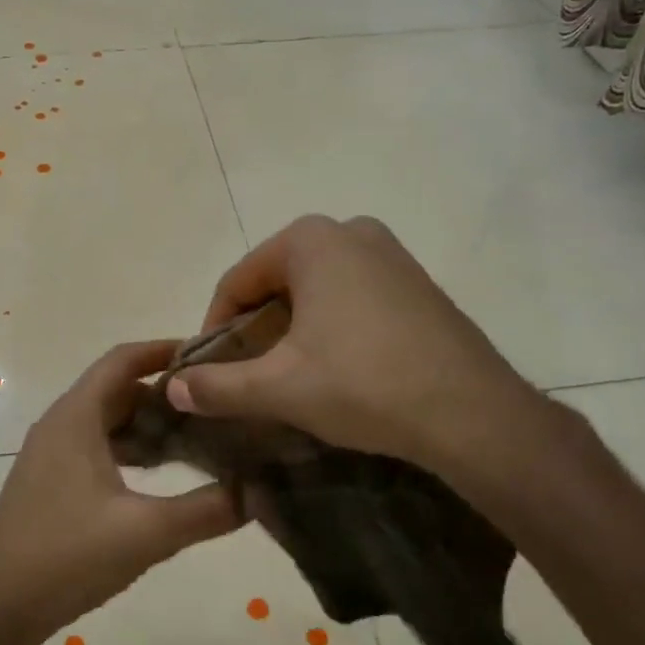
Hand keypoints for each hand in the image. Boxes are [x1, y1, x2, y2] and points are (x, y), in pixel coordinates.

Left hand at [0, 341, 244, 642]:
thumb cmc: (67, 557)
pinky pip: (94, 447)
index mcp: (76, 418)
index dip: (164, 350)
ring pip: (106, 421)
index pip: (122, 360)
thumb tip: (258, 492)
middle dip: (164, 394)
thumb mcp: (147, 533)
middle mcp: (59, 425)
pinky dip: (127, 450)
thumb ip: (207, 510)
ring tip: (195, 439)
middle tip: (213, 406)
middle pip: (117, 389)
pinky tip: (157, 477)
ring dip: (146, 424)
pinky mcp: (48, 482)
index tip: (208, 356)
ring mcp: (50, 455)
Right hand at [168, 216, 559, 490]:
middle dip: (256, 329)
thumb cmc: (363, 385)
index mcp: (311, 241)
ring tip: (290, 377)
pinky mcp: (417, 284)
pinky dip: (331, 327)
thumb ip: (218, 386)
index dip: (215, 328)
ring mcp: (391, 255)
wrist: (471, 412)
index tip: (210, 372)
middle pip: (277, 282)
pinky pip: (353, 298)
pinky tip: (337, 370)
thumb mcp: (279, 387)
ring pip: (316, 291)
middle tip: (250, 376)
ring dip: (292, 330)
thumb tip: (173, 388)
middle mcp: (352, 231)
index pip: (238, 281)